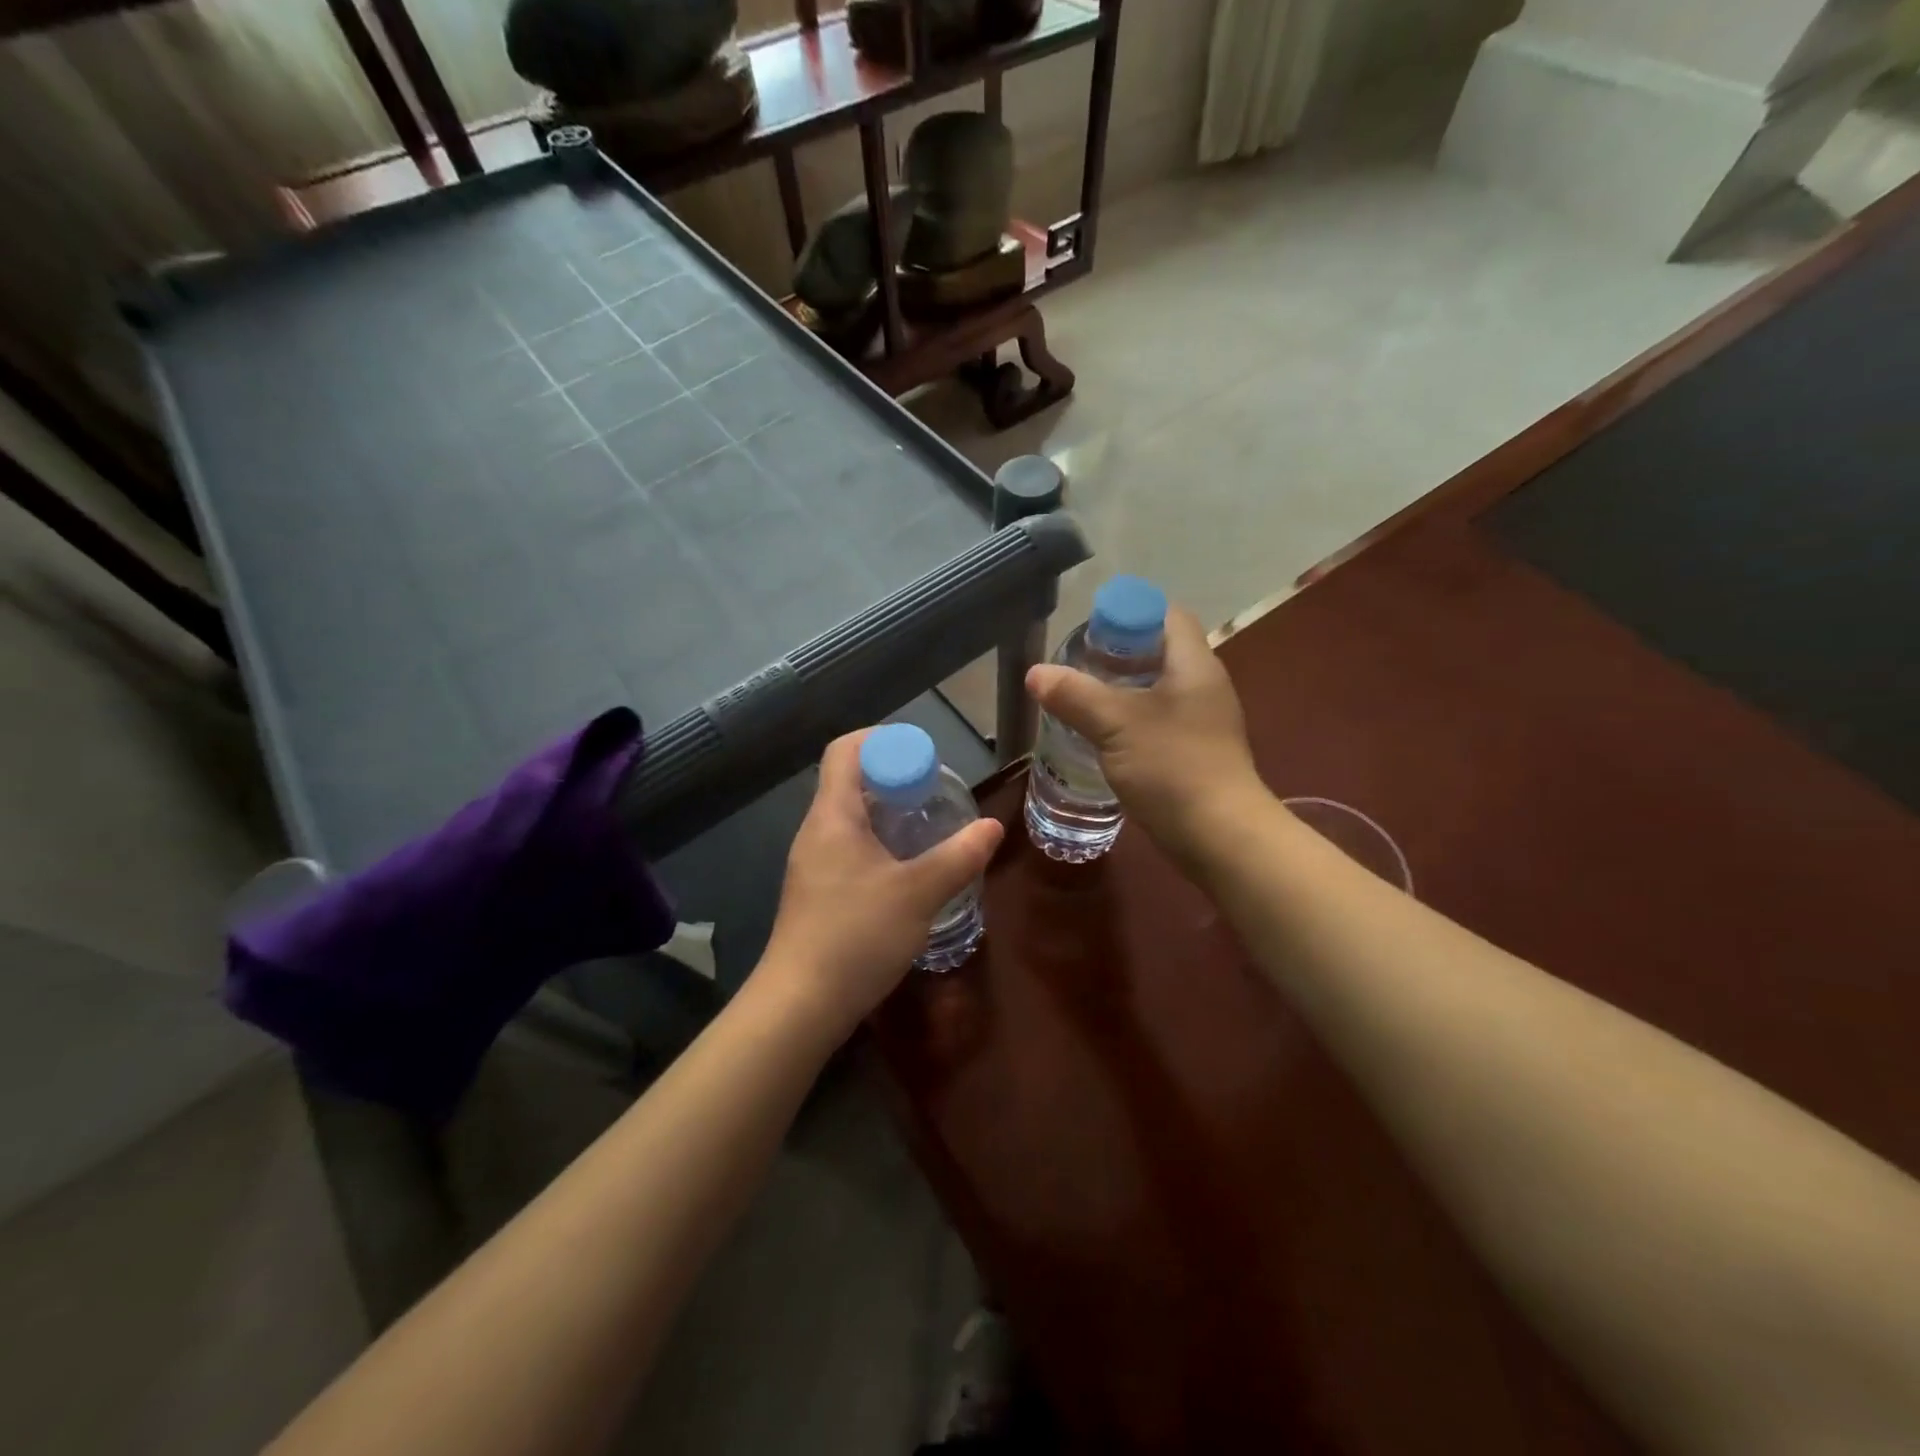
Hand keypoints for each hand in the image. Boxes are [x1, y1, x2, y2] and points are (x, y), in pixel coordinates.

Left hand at [761, 730, 1003, 1039]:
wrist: (800, 1004)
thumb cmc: (856, 936)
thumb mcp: (919, 893)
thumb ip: (959, 857)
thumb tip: (993, 827)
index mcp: (833, 816)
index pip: (846, 750)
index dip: (883, 739)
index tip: (923, 756)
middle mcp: (816, 831)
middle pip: (850, 781)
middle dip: (894, 778)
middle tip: (935, 794)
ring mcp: (812, 863)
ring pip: (851, 818)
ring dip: (888, 814)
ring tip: (928, 828)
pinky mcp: (816, 892)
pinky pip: (848, 848)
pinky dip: (879, 844)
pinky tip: (906, 870)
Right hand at [1026, 605, 1264, 867]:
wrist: (1220, 837)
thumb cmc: (1173, 767)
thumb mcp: (1116, 725)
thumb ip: (1075, 695)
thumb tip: (1035, 673)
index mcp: (1195, 665)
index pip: (1168, 616)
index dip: (1131, 613)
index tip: (1092, 631)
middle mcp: (1204, 686)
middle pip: (1160, 652)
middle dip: (1118, 655)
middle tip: (1078, 666)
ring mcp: (1203, 722)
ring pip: (1158, 690)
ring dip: (1122, 691)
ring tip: (1081, 700)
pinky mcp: (1195, 754)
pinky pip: (1159, 722)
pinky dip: (1131, 721)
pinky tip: (1102, 737)